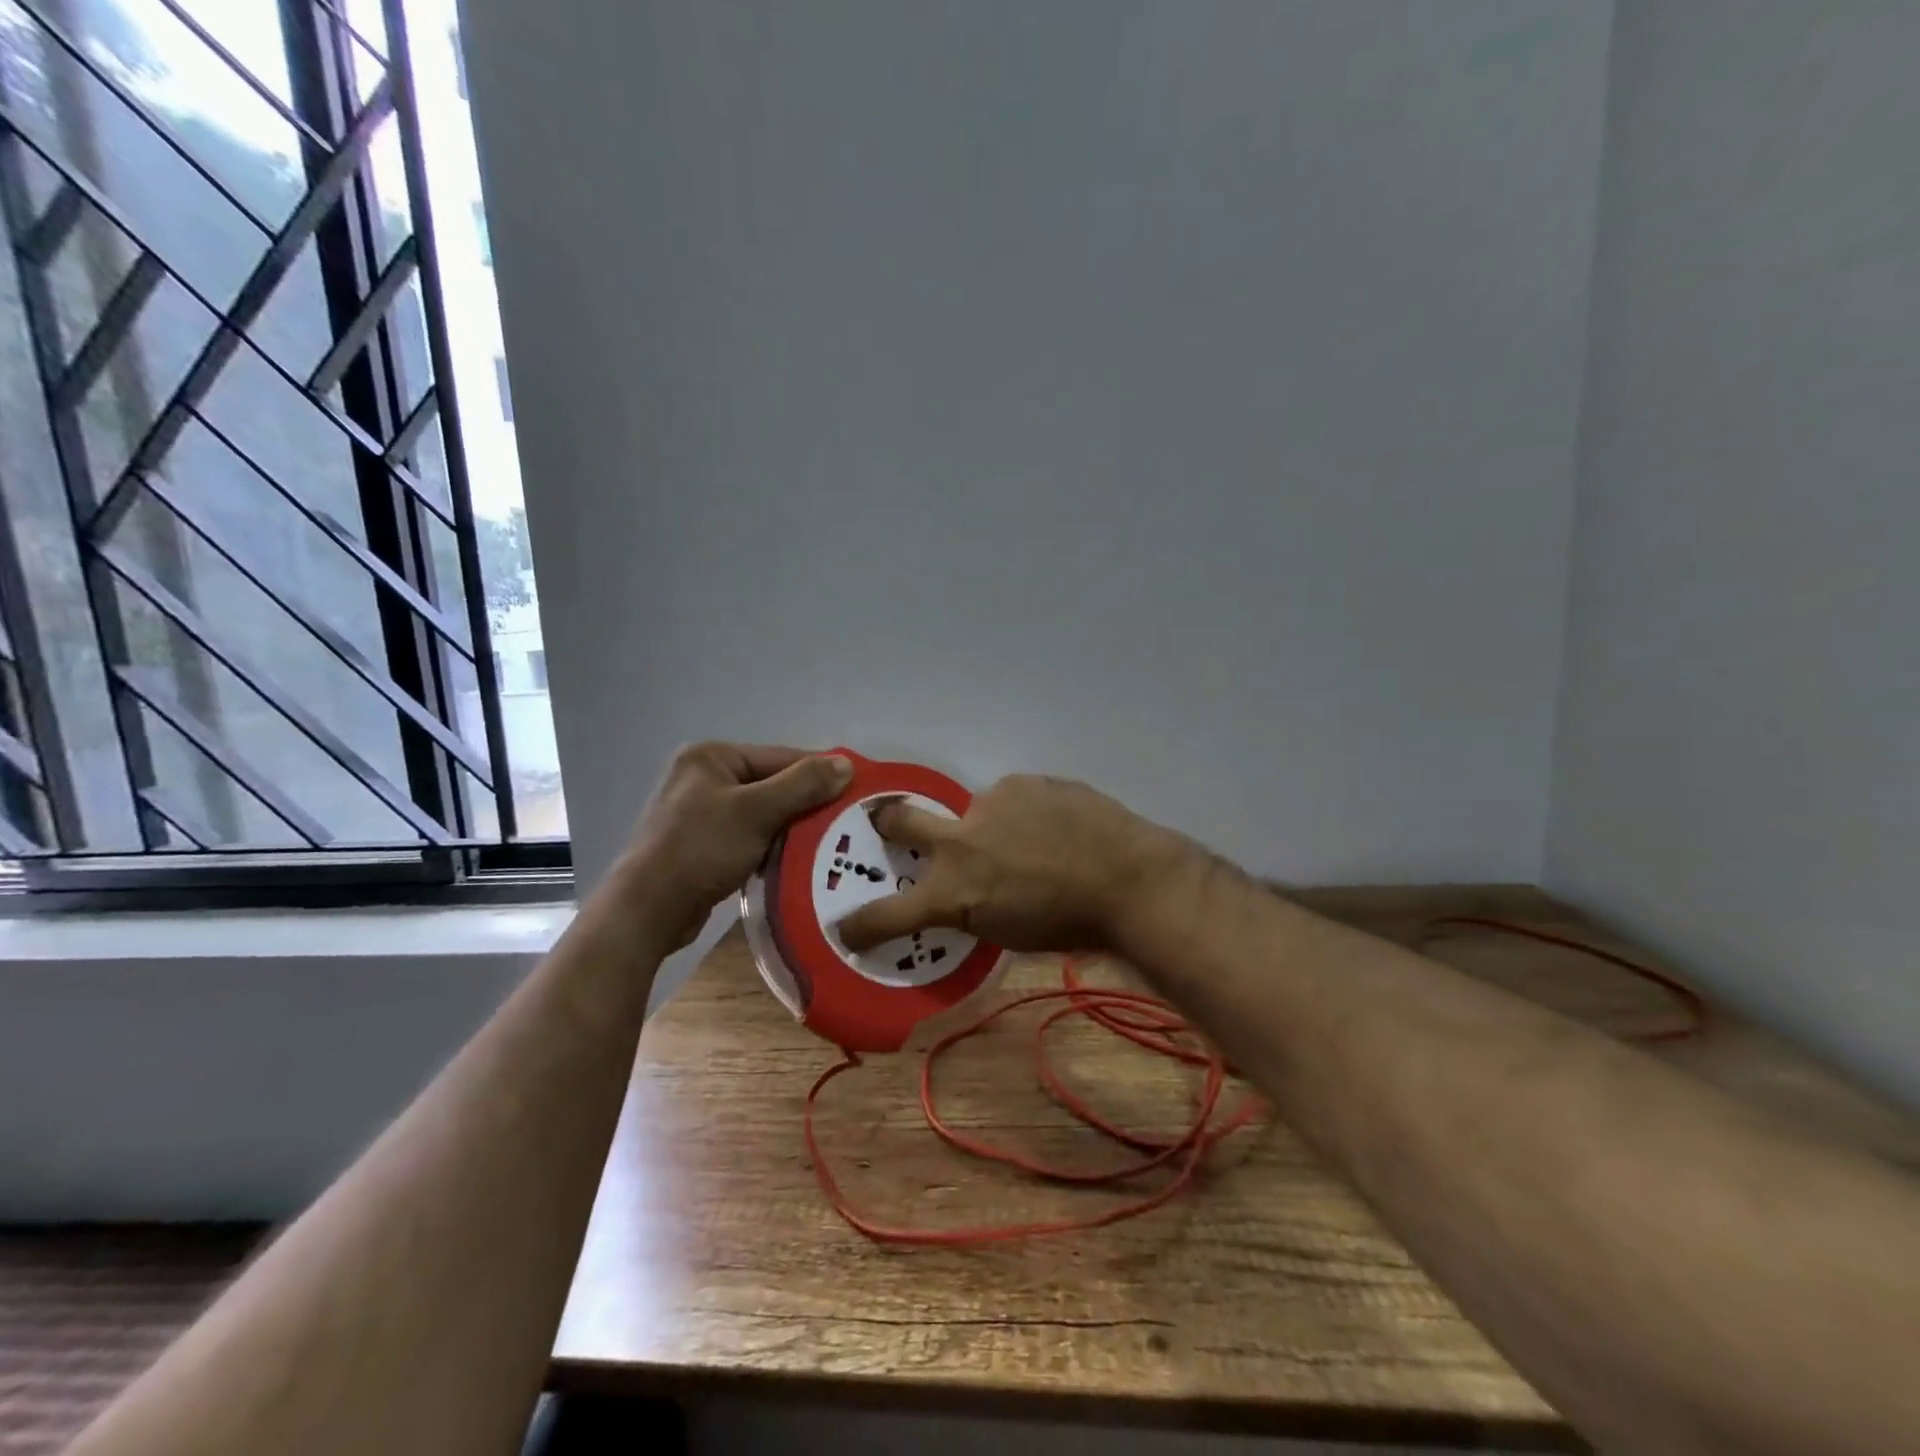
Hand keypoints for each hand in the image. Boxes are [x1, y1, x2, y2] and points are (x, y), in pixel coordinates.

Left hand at [623, 742, 852, 949]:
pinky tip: (795, 861)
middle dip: (807, 804)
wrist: (647, 910)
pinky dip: (771, 846)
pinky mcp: (701, 844)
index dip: (820, 774)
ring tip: (828, 844)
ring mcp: (700, 811)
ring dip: (791, 828)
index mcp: (712, 756)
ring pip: (763, 812)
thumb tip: (847, 764)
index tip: (858, 793)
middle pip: (773, 784)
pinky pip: (748, 836)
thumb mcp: (757, 811)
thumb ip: (803, 784)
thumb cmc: (701, 849)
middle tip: (846, 824)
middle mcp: (703, 776)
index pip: (782, 757)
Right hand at [836, 774, 1191, 953]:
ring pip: (974, 809)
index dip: (859, 924)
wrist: (1128, 880)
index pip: (886, 914)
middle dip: (886, 821)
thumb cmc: (1071, 926)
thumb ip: (974, 909)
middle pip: (899, 819)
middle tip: (887, 821)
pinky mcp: (1023, 782)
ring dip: (990, 825)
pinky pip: (1014, 798)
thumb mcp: (1007, 934)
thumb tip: (966, 895)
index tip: (846, 927)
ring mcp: (990, 804)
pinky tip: (1056, 825)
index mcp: (953, 893)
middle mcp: (959, 842)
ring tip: (1034, 839)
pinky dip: (1025, 812)